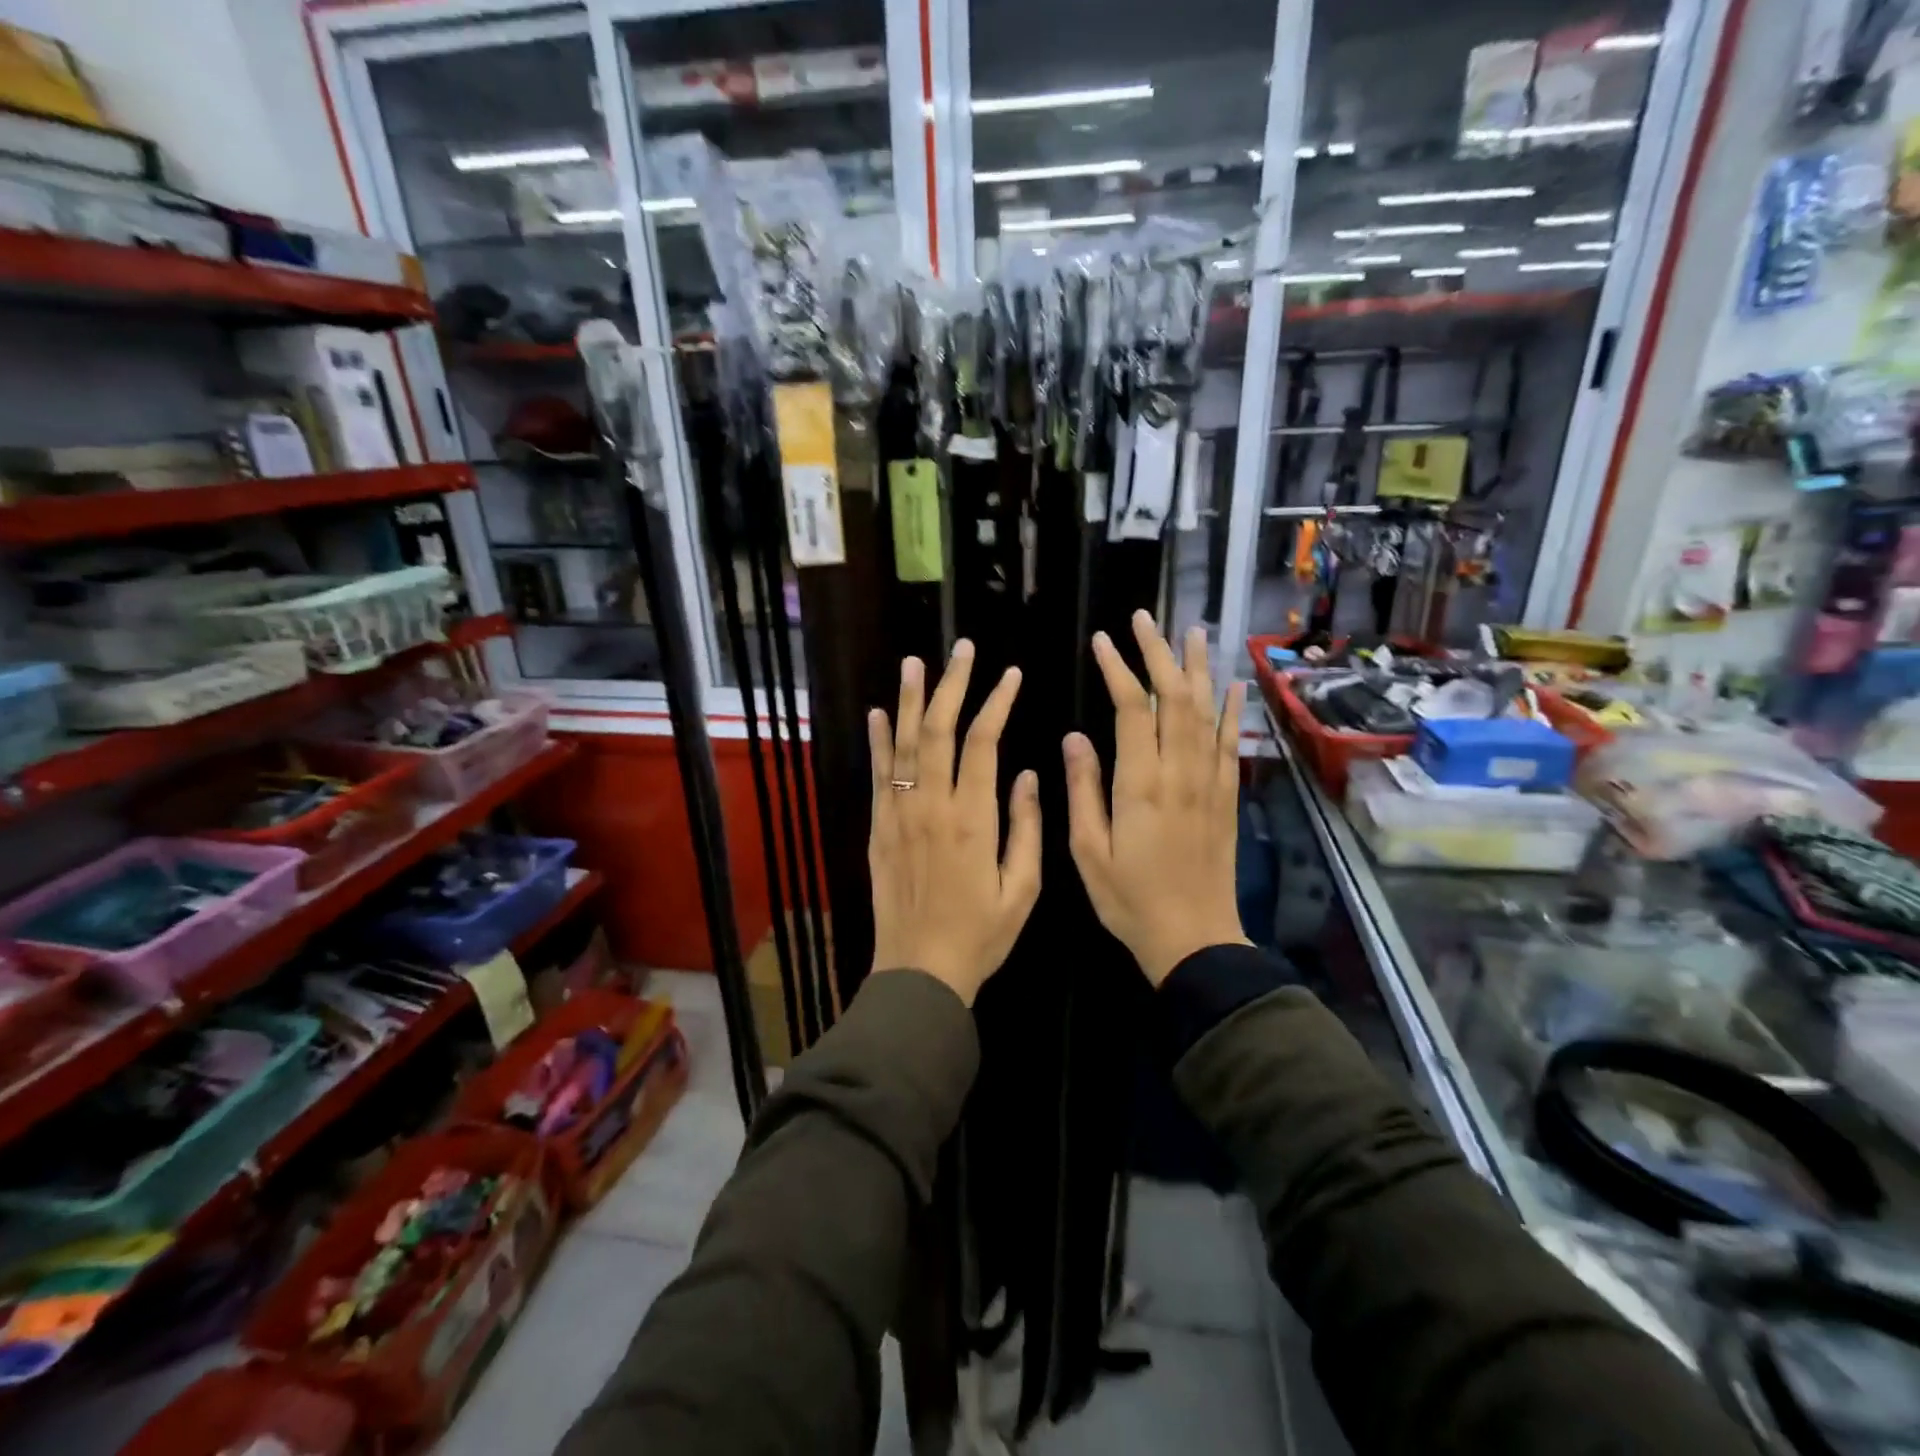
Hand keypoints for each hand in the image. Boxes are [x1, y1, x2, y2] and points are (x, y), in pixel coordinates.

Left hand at [868, 641, 1041, 1006]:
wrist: (919, 971)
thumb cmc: (980, 935)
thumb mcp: (1022, 889)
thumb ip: (1026, 828)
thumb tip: (1029, 774)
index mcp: (972, 819)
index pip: (982, 743)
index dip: (996, 703)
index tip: (1010, 675)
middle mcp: (931, 807)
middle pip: (938, 730)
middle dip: (951, 685)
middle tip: (961, 649)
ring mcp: (898, 816)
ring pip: (903, 745)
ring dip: (910, 700)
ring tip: (915, 662)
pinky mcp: (878, 830)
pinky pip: (877, 776)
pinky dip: (877, 742)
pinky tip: (878, 713)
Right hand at [1065, 613, 1249, 986]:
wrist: (1194, 939)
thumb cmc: (1129, 899)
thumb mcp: (1087, 850)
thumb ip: (1083, 790)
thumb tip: (1074, 737)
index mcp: (1141, 783)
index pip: (1133, 708)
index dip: (1118, 668)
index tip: (1103, 640)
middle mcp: (1181, 772)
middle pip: (1174, 698)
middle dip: (1158, 653)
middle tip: (1145, 618)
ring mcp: (1210, 783)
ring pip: (1206, 712)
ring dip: (1198, 669)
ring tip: (1192, 632)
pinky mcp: (1227, 797)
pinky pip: (1231, 744)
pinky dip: (1232, 710)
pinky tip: (1233, 686)